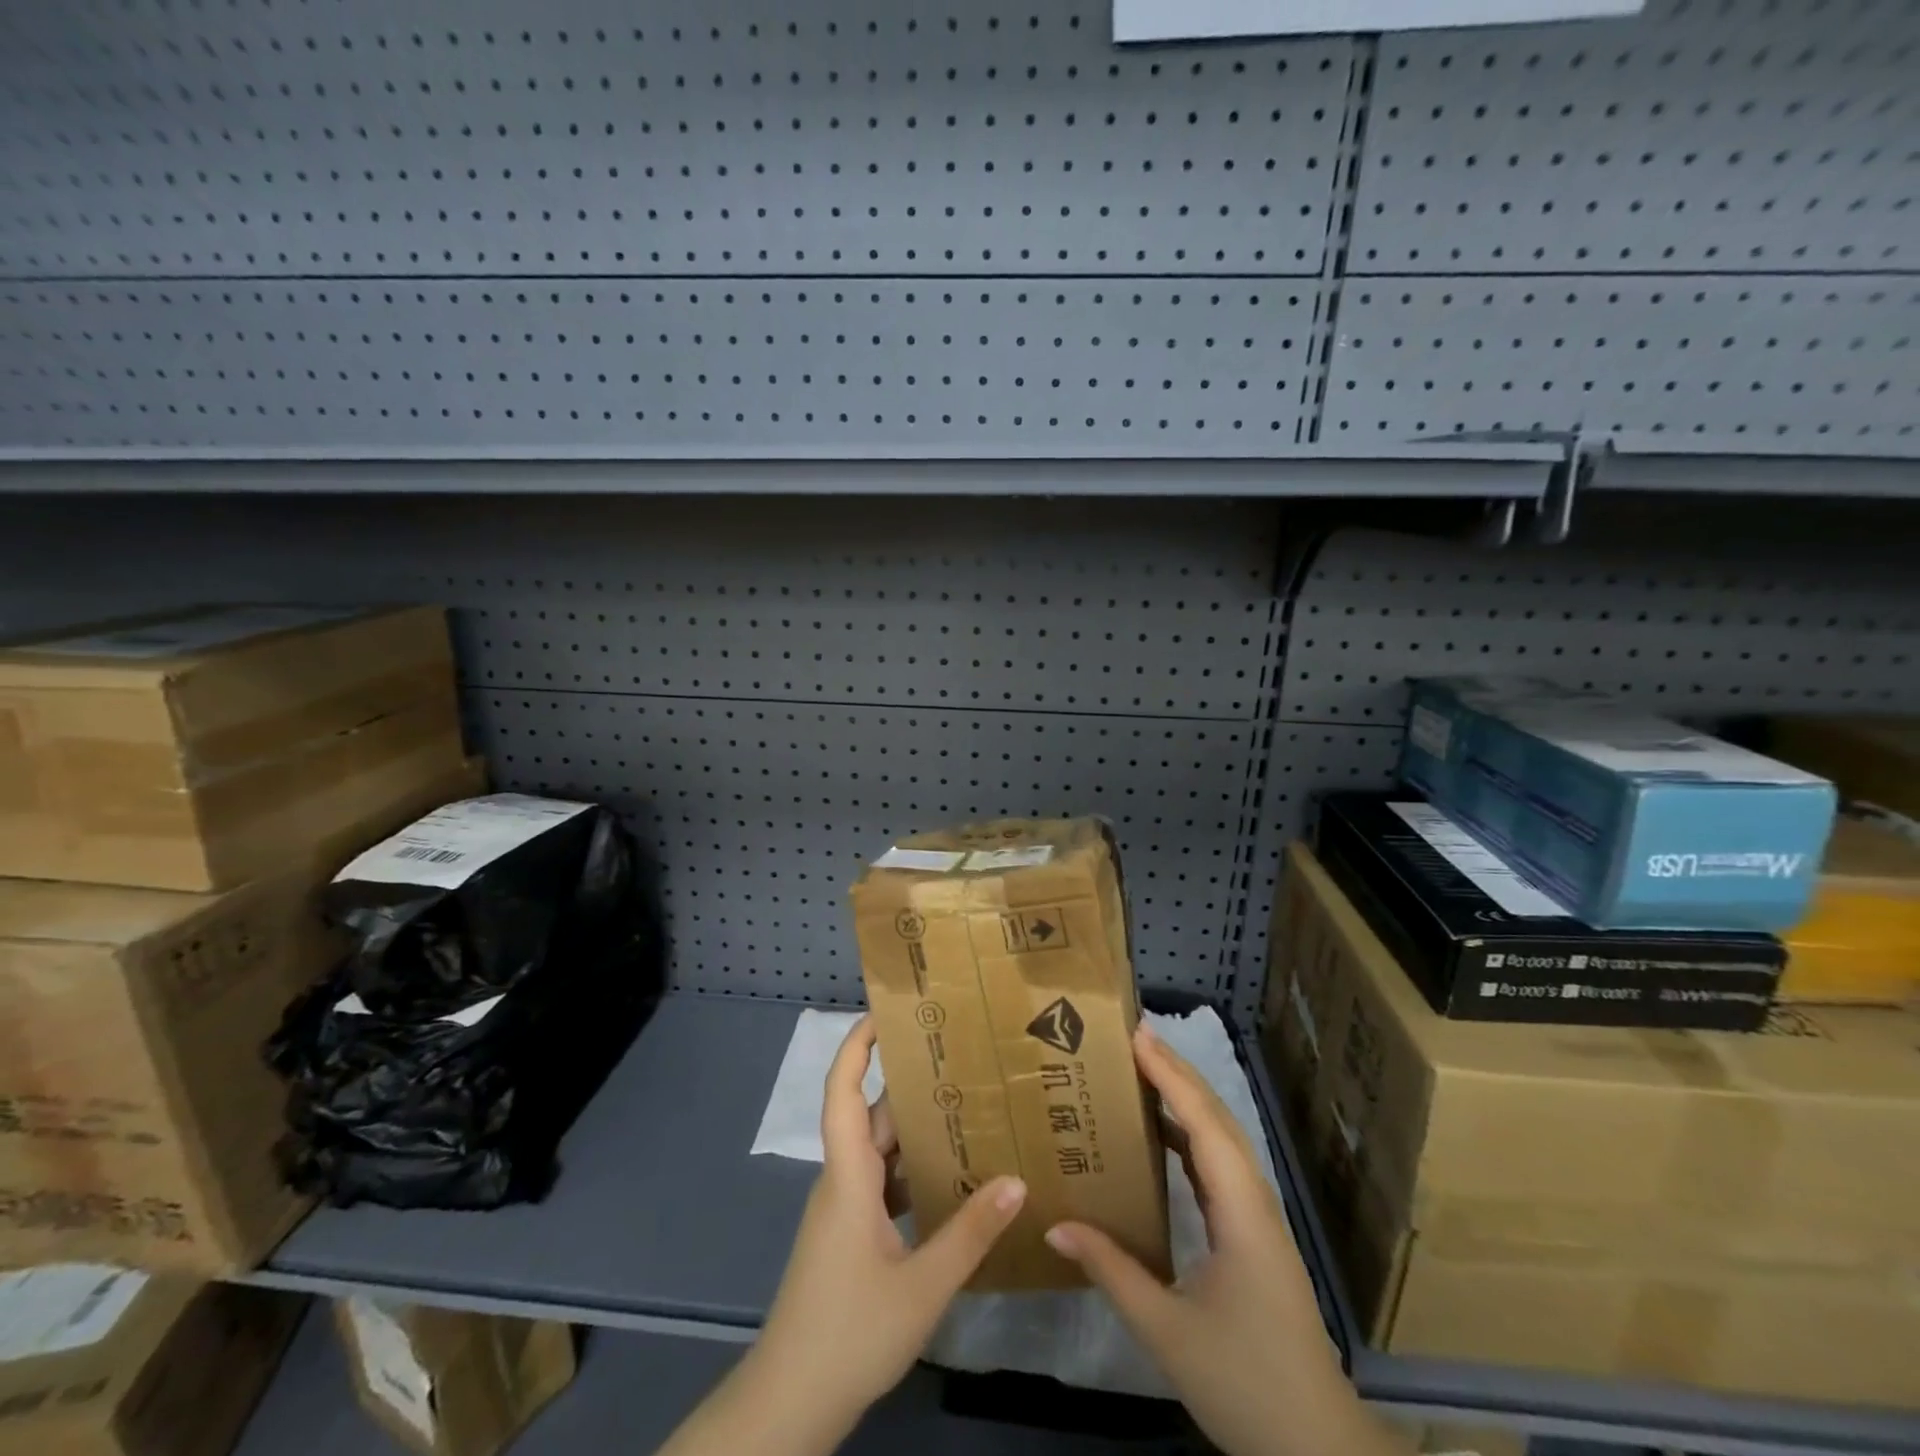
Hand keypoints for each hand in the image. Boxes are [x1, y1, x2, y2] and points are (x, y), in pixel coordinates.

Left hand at [749, 1016, 1027, 1437]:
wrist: (790, 1404)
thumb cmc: (848, 1332)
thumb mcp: (921, 1287)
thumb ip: (970, 1234)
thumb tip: (1016, 1181)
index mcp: (848, 1176)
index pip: (844, 1092)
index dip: (857, 1047)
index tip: (885, 1012)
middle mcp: (843, 1181)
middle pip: (874, 1117)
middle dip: (910, 1084)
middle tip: (960, 1057)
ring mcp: (845, 1211)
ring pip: (881, 1153)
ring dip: (917, 1130)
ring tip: (968, 1107)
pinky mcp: (851, 1237)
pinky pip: (884, 1185)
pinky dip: (915, 1172)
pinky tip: (953, 1178)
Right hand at [1044, 1023, 1405, 1455]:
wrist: (1318, 1448)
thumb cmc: (1244, 1383)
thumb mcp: (1167, 1330)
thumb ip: (1111, 1271)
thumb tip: (1056, 1224)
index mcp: (1241, 1212)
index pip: (1203, 1124)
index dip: (1171, 1076)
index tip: (1138, 1036)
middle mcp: (1254, 1202)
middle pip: (1217, 1120)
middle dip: (1178, 1073)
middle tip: (1134, 1038)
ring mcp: (1258, 1219)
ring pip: (1222, 1141)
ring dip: (1186, 1100)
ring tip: (1143, 1072)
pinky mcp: (1254, 1236)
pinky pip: (1219, 1167)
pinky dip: (1191, 1135)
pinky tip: (1163, 1138)